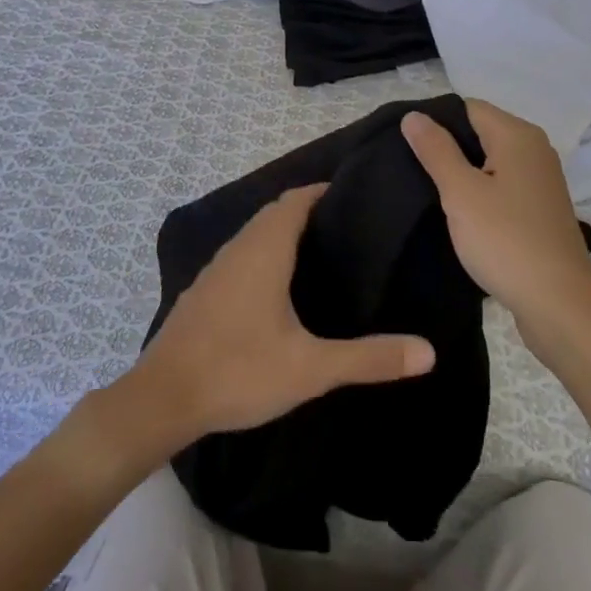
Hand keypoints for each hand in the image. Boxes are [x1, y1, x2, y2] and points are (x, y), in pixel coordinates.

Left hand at [130, 184, 436, 445]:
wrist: (162, 398)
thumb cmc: (239, 370)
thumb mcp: (311, 368)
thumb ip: (369, 358)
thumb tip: (428, 352)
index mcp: (265, 249)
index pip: (296, 200)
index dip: (322, 192)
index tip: (353, 198)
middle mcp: (239, 248)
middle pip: (275, 213)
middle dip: (307, 211)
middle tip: (346, 229)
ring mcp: (216, 269)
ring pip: (254, 234)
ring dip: (282, 232)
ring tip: (319, 254)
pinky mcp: (203, 291)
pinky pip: (240, 255)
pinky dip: (263, 254)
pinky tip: (276, 288)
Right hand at [402, 101, 590, 330]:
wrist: (559, 304)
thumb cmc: (506, 240)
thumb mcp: (461, 192)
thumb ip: (436, 150)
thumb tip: (414, 116)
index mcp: (517, 136)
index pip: (467, 107)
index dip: (435, 121)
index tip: (406, 145)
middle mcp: (534, 150)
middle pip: (480, 132)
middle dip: (447, 146)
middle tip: (411, 168)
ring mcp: (540, 181)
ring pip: (490, 161)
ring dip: (463, 173)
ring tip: (429, 191)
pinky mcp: (540, 209)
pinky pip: (502, 185)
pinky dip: (481, 192)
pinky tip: (460, 214)